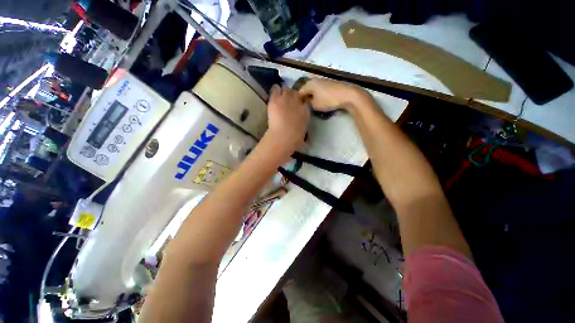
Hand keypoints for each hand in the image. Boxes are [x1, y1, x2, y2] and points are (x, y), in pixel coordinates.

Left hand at [264, 85, 309, 160]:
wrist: (284, 136)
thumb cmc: (294, 138)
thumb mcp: (302, 130)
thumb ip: (302, 122)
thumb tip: (300, 120)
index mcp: (305, 111)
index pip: (305, 101)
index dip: (301, 102)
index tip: (298, 104)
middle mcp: (298, 102)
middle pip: (296, 93)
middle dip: (293, 95)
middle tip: (288, 100)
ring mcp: (286, 99)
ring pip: (286, 89)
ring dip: (284, 92)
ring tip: (281, 96)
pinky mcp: (276, 99)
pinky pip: (275, 89)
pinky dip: (275, 90)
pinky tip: (275, 93)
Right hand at [299, 78, 371, 111]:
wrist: (347, 95)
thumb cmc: (328, 100)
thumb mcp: (315, 105)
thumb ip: (307, 104)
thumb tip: (306, 102)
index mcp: (309, 84)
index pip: (299, 92)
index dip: (298, 101)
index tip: (299, 109)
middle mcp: (314, 80)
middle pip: (306, 90)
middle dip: (305, 99)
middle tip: (305, 108)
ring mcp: (323, 81)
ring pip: (313, 90)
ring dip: (312, 97)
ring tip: (313, 106)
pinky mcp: (329, 84)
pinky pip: (319, 90)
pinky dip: (318, 95)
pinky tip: (320, 102)